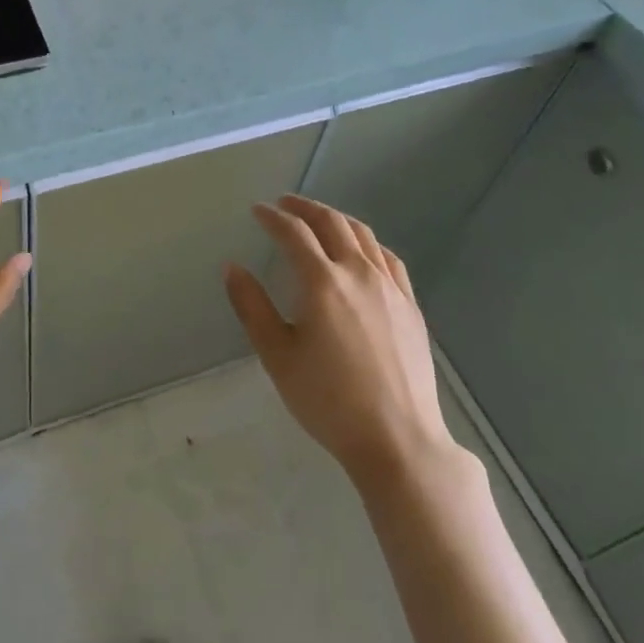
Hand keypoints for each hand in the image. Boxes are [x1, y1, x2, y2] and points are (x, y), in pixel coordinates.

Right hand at [224, 196, 463, 490]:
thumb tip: (233, 267)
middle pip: (331, 222)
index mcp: (322, 282)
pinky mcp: (411, 305)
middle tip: (284, 204)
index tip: (257, 211)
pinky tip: (361, 251)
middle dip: (304, 207)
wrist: (397, 439)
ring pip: (362, 234)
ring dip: (336, 218)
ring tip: (318, 219)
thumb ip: (252, 307)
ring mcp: (390, 287)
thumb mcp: (277, 356)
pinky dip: (367, 242)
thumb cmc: (328, 400)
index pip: (293, 233)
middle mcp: (358, 273)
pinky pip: (388, 258)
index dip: (272, 217)